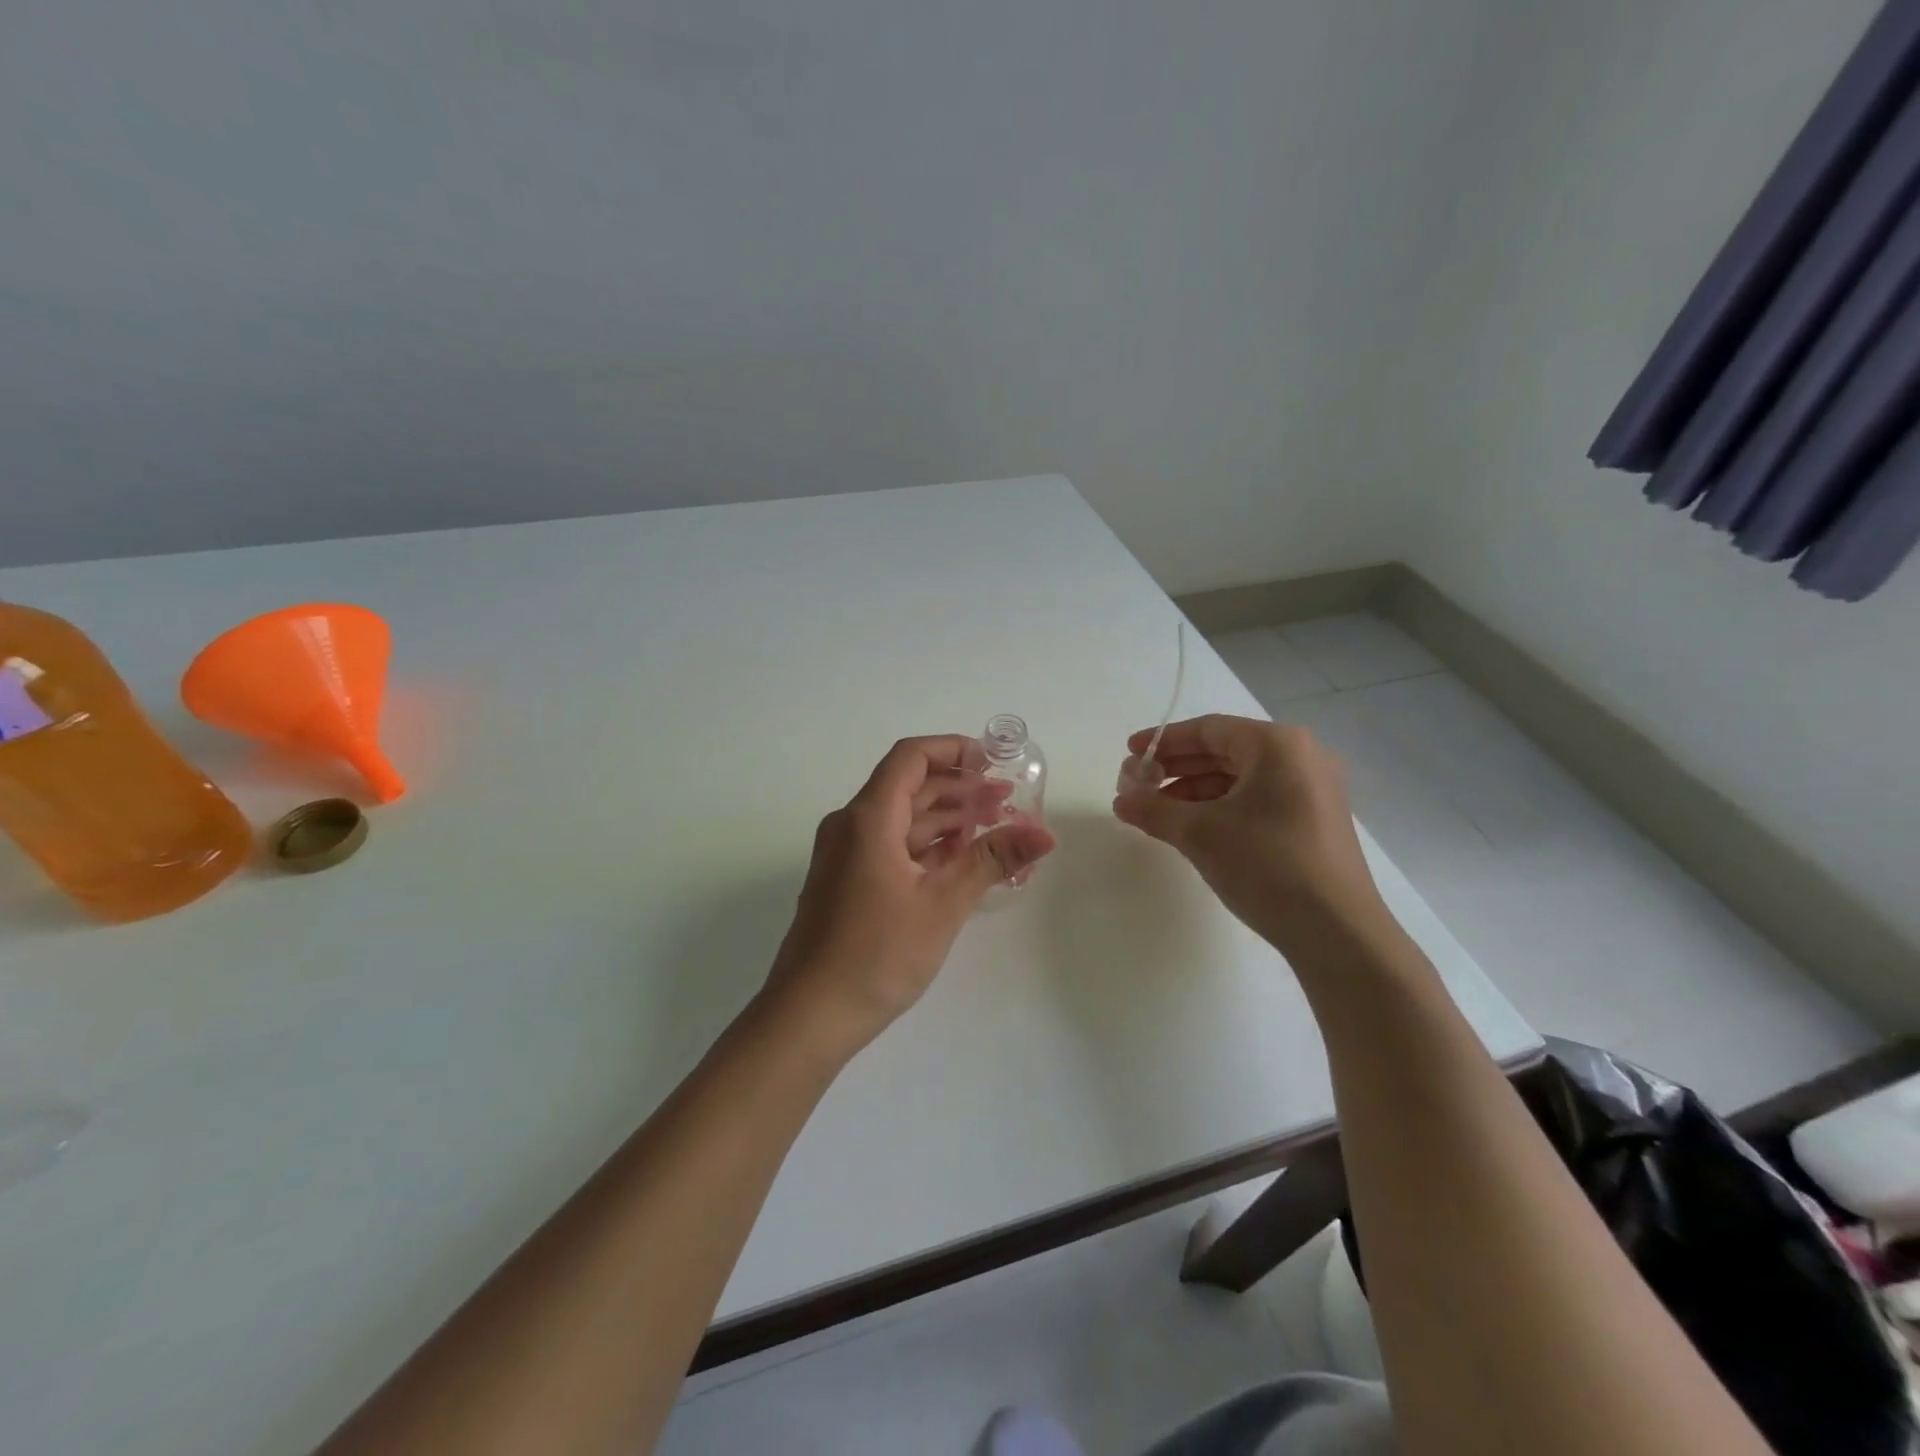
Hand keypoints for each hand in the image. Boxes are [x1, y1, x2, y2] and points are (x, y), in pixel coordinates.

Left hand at [765, 735, 1056, 1053]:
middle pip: (908, 786)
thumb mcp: (943, 904)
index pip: (910, 757)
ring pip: (900, 819)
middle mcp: (851, 826)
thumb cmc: (877, 953)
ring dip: (945, 818)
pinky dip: (925, 845)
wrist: (810, 1015)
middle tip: (1006, 800)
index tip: (992, 761)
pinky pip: (890, 846)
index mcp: (868, 818)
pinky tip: (959, 860)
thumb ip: (991, 860)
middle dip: (958, 787)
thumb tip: (1044, 834)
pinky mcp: (846, 882)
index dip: (952, 749)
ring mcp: (845, 855)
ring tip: (992, 828)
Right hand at [1112, 715, 1382, 945]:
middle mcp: (1301, 757)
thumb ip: (1154, 809)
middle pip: (1225, 751)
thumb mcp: (1199, 833)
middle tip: (1138, 784)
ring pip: (1240, 778)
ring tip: (1157, 812)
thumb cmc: (1266, 864)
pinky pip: (1257, 800)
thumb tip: (1121, 800)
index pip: (1209, 730)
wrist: (1337, 932)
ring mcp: (1312, 790)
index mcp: (1277, 745)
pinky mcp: (1314, 821)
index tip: (1130, 753)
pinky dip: (1221, 808)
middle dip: (1177, 768)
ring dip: (1194, 791)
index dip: (1164, 741)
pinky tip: (1192, 828)